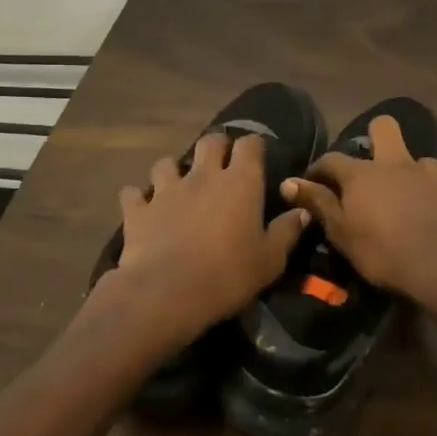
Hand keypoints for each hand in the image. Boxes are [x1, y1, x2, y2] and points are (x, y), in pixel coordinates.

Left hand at [87, 132, 309, 355]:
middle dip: (216, 147)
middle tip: (220, 164)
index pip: (250, 144)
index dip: (253, 145)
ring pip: (167, 162)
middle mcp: (203, 175)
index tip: (257, 155)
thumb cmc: (228, 275)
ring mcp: (166, 189)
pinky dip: (138, 198)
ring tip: (178, 185)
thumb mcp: (270, 260)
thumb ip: (287, 231)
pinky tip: (142, 208)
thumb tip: (303, 211)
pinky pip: (133, 193)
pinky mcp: (138, 209)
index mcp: (240, 182)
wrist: (167, 293)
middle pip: (209, 142)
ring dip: (173, 170)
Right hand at [282, 116, 436, 308]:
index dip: (318, 169)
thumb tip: (288, 182)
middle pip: (383, 127)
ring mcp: (426, 173)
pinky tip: (427, 208)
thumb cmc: (384, 251)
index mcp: (361, 173)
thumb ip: (317, 203)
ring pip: (414, 156)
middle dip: (374, 135)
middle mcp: (393, 163)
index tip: (311, 183)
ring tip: (402, 192)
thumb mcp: (341, 233)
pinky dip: (428, 189)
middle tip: (368, 165)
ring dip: (406, 169)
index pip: (331, 159)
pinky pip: (436, 180)